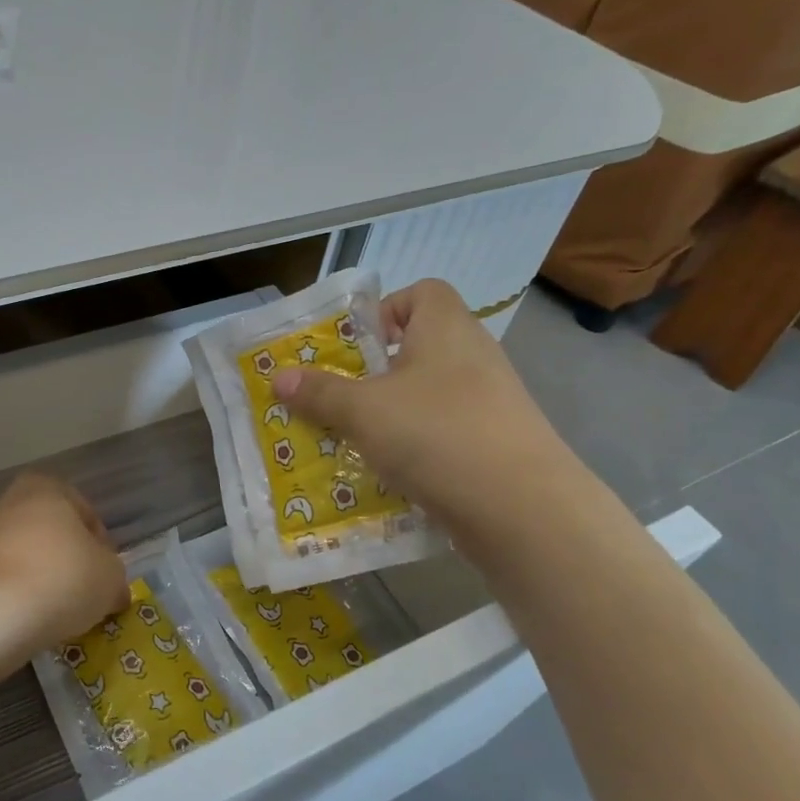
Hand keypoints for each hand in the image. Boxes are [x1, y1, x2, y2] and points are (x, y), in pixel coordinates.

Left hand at [0, 473, 128, 686]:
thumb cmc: (57, 581)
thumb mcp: (109, 580)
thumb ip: (114, 579)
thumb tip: (112, 591)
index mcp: (45, 490)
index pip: (83, 512)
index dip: (100, 546)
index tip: (104, 579)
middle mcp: (2, 503)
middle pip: (42, 533)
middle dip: (58, 561)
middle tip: (75, 600)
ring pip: (7, 557)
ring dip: (23, 580)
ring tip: (39, 620)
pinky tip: (3, 627)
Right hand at [269, 279, 581, 547]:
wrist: (520, 508)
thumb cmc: (436, 434)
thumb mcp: (364, 411)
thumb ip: (320, 392)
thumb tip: (279, 378)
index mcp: (446, 327)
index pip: (421, 292)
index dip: (385, 310)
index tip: (355, 347)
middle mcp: (473, 355)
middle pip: (419, 347)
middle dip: (375, 372)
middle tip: (339, 397)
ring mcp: (489, 402)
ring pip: (428, 395)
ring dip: (392, 413)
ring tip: (355, 438)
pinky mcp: (494, 443)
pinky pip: (444, 431)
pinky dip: (417, 445)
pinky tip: (390, 472)